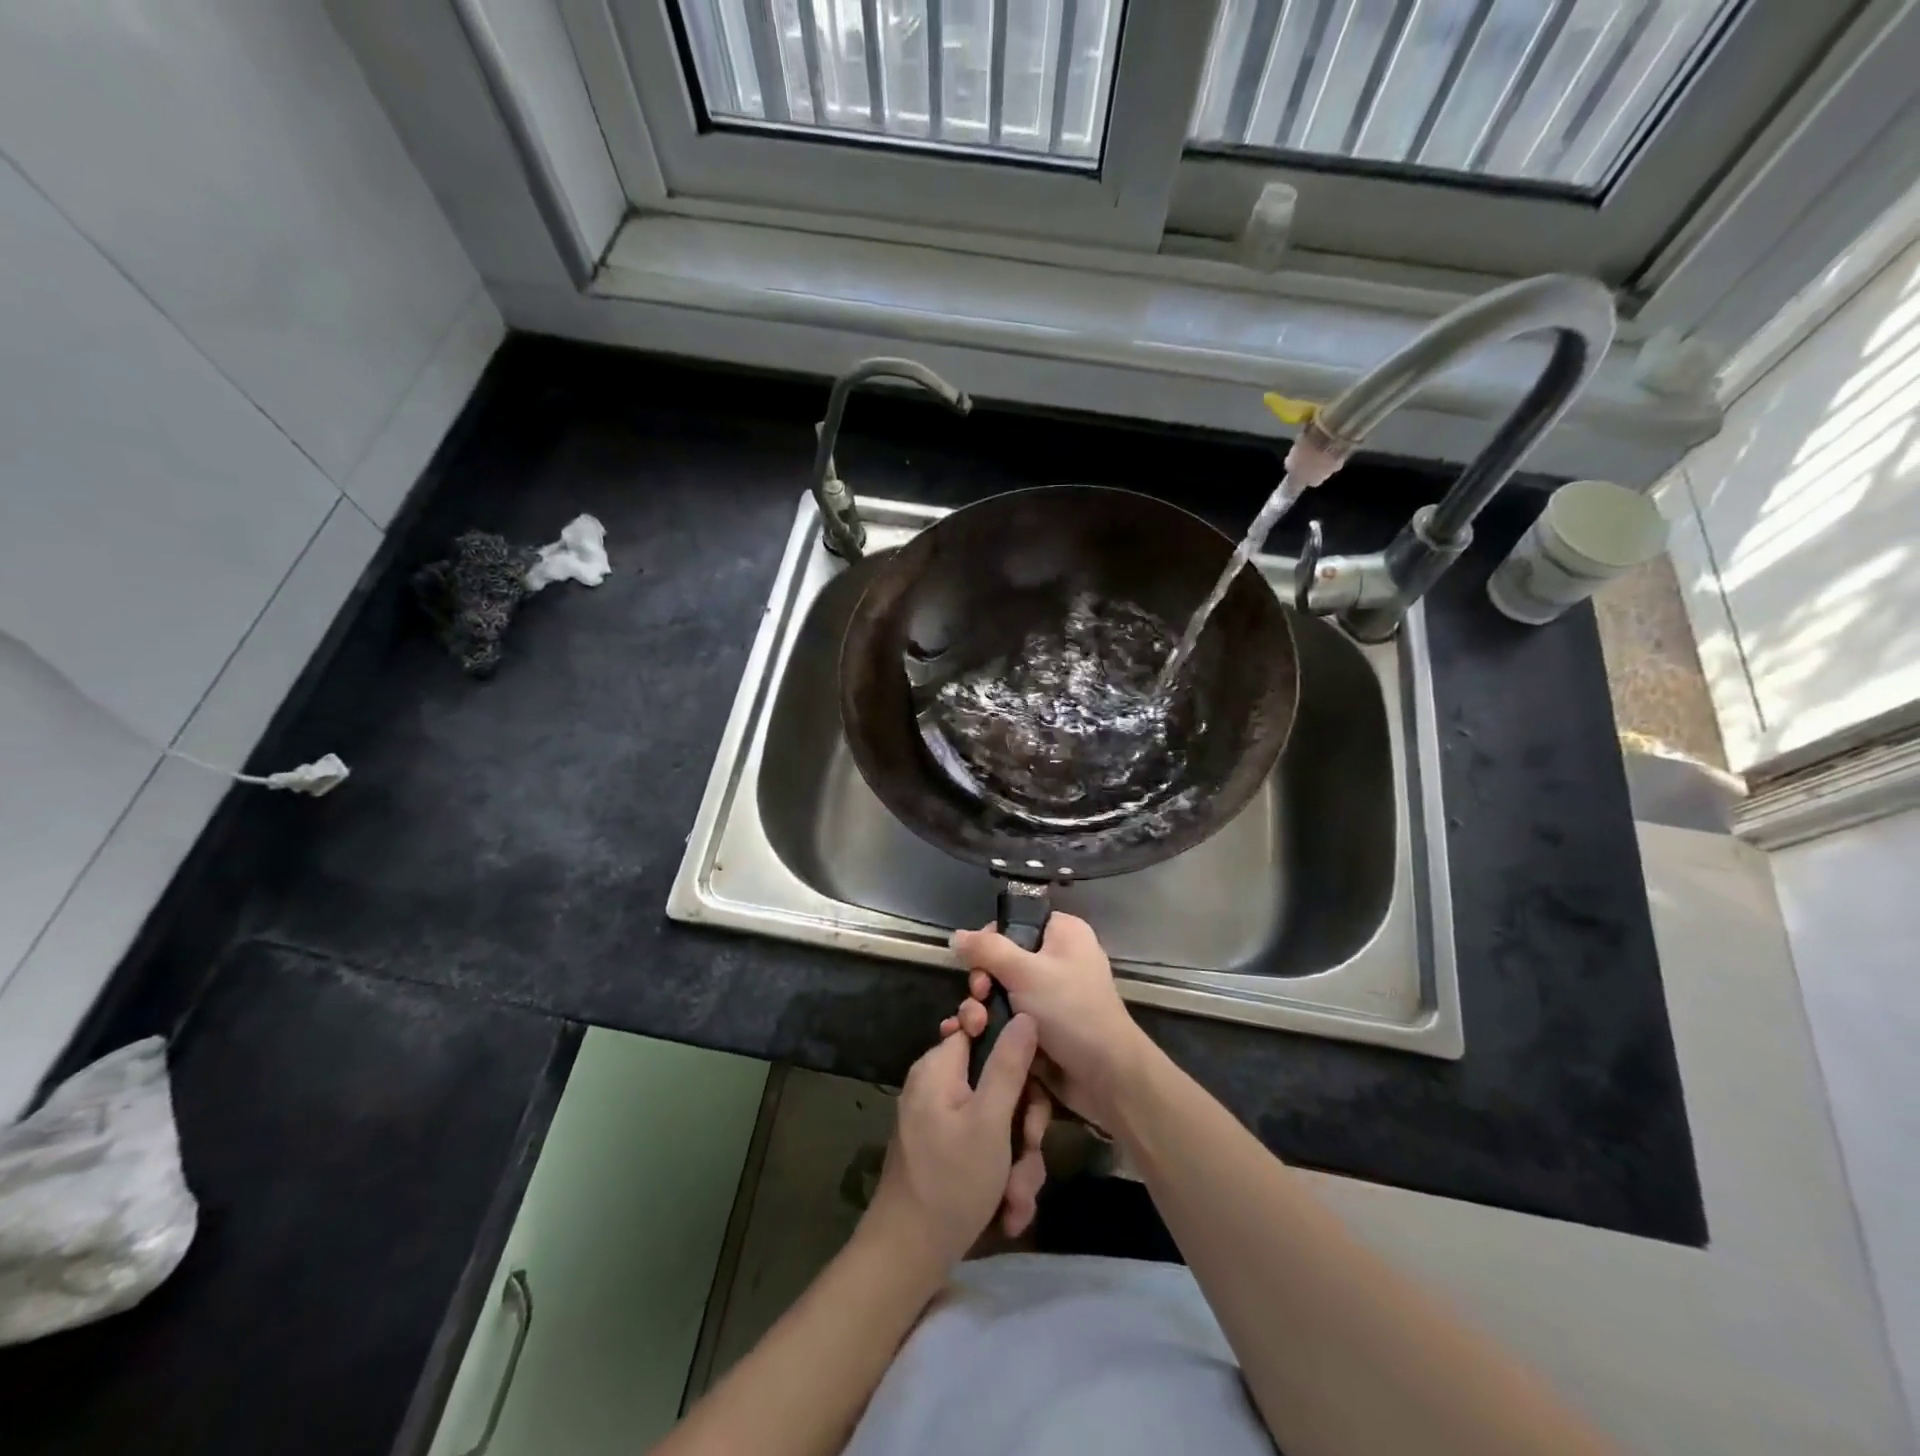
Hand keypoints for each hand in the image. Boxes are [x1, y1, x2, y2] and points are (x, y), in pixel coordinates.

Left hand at [865, 1015, 1049, 1271]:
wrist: (908, 1257)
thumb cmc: (950, 1181)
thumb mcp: (989, 1121)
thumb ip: (1008, 1065)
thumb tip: (1024, 1014)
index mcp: (940, 1067)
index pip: (982, 1029)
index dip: (1013, 1050)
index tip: (1031, 1082)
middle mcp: (939, 1086)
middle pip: (999, 1081)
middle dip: (1023, 1124)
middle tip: (1029, 1151)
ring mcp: (944, 1120)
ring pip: (1000, 1121)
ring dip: (1018, 1160)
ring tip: (1016, 1197)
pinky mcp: (949, 1151)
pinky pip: (988, 1146)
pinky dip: (1003, 1175)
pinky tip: (1008, 1209)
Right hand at [949, 913, 1154, 1129]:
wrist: (1105, 1075)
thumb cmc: (1070, 1010)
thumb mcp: (1025, 972)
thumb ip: (987, 950)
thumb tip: (955, 935)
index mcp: (1063, 933)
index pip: (1015, 922)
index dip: (990, 940)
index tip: (977, 962)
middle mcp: (1057, 958)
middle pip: (1002, 958)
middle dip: (983, 979)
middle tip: (980, 996)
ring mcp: (1049, 994)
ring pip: (1001, 991)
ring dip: (982, 1007)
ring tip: (976, 1025)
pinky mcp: (1041, 1026)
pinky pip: (1008, 1016)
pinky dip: (992, 1024)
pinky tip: (975, 1036)